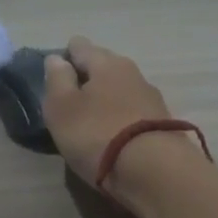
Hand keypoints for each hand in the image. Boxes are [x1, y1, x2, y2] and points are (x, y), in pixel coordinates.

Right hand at [42, 37, 173, 189]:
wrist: (153, 172)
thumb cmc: (97, 134)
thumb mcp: (62, 107)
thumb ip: (57, 79)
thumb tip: (57, 59)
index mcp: (106, 62)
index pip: (80, 46)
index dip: (65, 57)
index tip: (54, 76)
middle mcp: (133, 72)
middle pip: (104, 66)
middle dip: (88, 77)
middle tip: (70, 99)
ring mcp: (152, 99)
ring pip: (121, 90)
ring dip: (107, 99)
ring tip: (91, 120)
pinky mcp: (163, 125)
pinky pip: (134, 113)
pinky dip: (121, 118)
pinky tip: (114, 135)